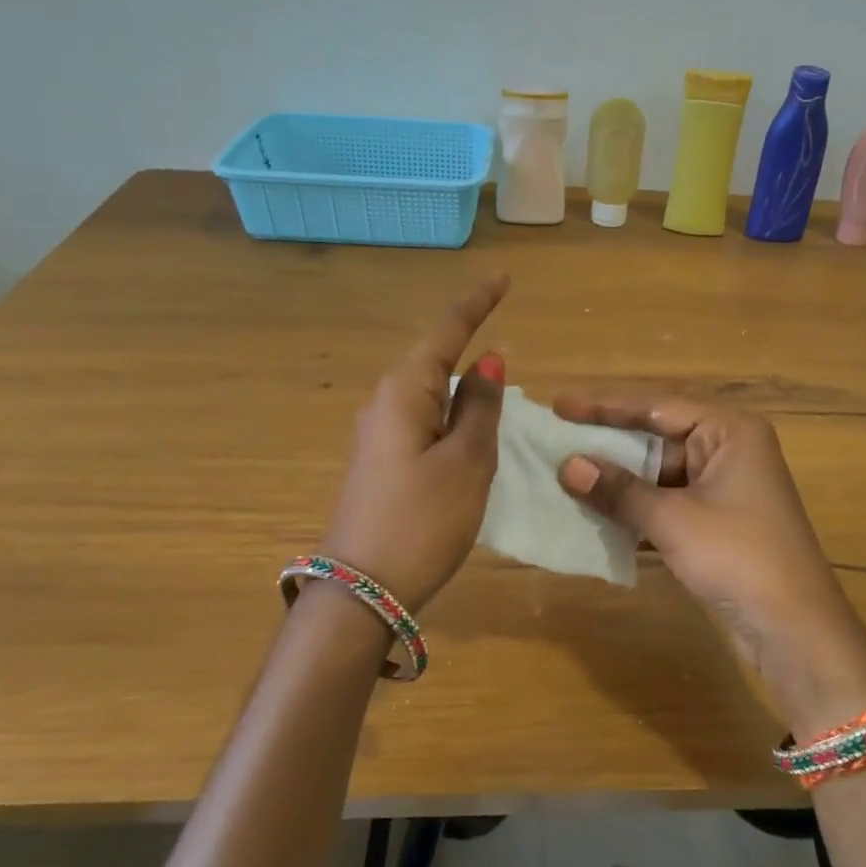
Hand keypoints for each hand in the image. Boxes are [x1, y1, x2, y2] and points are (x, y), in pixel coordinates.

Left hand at [321, 275, 507, 612]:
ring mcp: (379, 435)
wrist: (363, 589)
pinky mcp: (382, 461)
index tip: (503, 277)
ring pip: (428, 392)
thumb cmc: (423, 519)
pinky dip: (451, 414)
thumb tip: (487, 360)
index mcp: (404, 392)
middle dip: (466, 341)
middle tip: (502, 333)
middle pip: (432, 359)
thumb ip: (480, 406)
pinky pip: (423, 420)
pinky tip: (469, 428)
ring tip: (496, 384)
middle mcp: (385, 404)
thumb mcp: (467, 461)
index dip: (476, 304)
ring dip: (461, 384)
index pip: (445, 333)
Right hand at [555, 394, 865, 728]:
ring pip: (658, 472)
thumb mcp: (673, 519)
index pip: (656, 405)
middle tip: (557, 436)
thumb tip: (567, 466)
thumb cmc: (738, 557)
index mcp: (729, 431)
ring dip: (618, 477)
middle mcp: (728, 449)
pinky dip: (635, 506)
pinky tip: (596, 511)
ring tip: (566, 473)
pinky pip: (666, 501)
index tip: (559, 405)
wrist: (794, 629)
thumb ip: (619, 490)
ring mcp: (723, 487)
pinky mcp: (716, 520)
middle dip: (608, 441)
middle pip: (657, 435)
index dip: (604, 406)